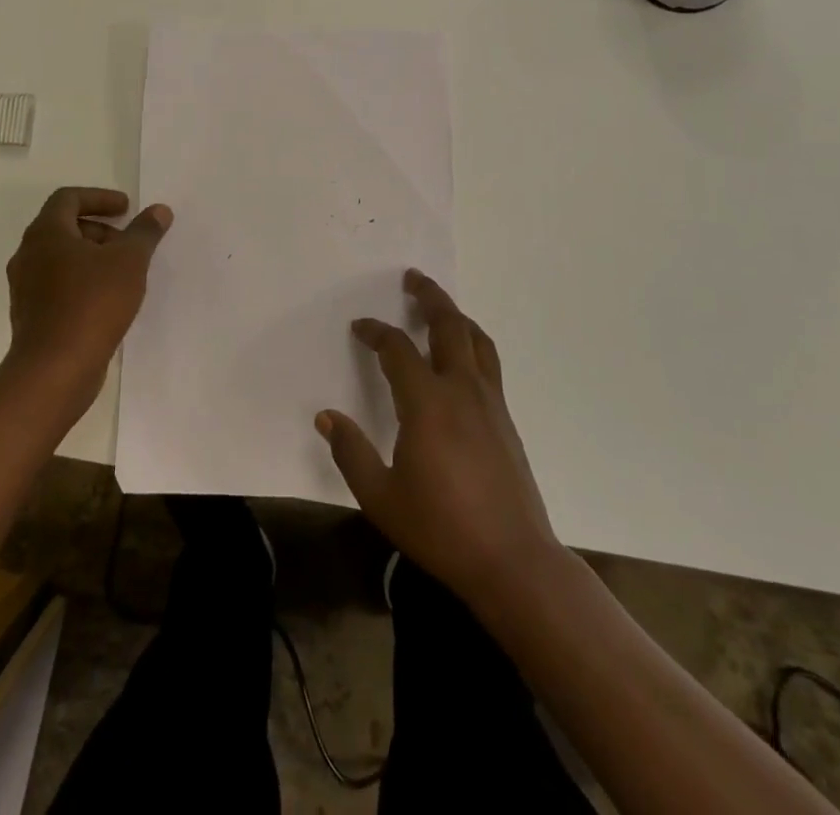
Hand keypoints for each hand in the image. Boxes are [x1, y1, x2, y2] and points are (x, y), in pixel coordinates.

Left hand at [4, 187, 171, 410]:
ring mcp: (26, 288)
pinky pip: (58, 285)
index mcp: (46, 233)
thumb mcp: (129, 261)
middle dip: (100, 230)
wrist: (54, 369)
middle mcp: (28, 255)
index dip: (99, 198)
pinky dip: (82, 281)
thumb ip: (144, 232)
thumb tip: (159, 210)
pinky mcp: (31, 315)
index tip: (126, 209)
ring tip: (124, 273)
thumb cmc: (92, 303)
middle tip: (128, 243)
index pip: (68, 198)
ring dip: (92, 257)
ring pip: (60, 258)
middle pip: (63, 227)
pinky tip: (108, 300)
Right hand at [317, 270, 563, 609]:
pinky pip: (488, 361)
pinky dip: (472, 341)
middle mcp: (461, 390)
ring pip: (476, 339)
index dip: (375, 332)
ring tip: (439, 306)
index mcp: (427, 403)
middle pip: (448, 325)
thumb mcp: (381, 497)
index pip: (397, 349)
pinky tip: (462, 354)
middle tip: (413, 277)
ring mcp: (489, 402)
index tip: (359, 327)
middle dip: (429, 297)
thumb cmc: (441, 528)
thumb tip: (326, 416)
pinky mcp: (506, 418)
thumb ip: (351, 452)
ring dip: (456, 315)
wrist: (513, 560)